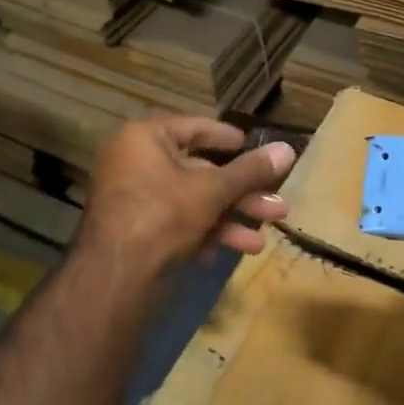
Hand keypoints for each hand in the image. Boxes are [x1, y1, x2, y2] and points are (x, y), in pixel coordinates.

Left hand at [78, 117, 296, 277]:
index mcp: (145, 139)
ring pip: (192, 202)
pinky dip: (204, 234)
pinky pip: (176, 223)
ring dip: (229, 220)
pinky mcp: (136, 231)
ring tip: (261, 240)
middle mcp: (135, 163)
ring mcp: (134, 199)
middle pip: (199, 172)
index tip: (253, 146)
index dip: (227, 138)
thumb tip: (288, 149)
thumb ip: (250, 171)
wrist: (115, 276)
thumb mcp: (212, 190)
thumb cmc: (162, 214)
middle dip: (241, 194)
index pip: (194, 128)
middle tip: (277, 207)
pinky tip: (231, 252)